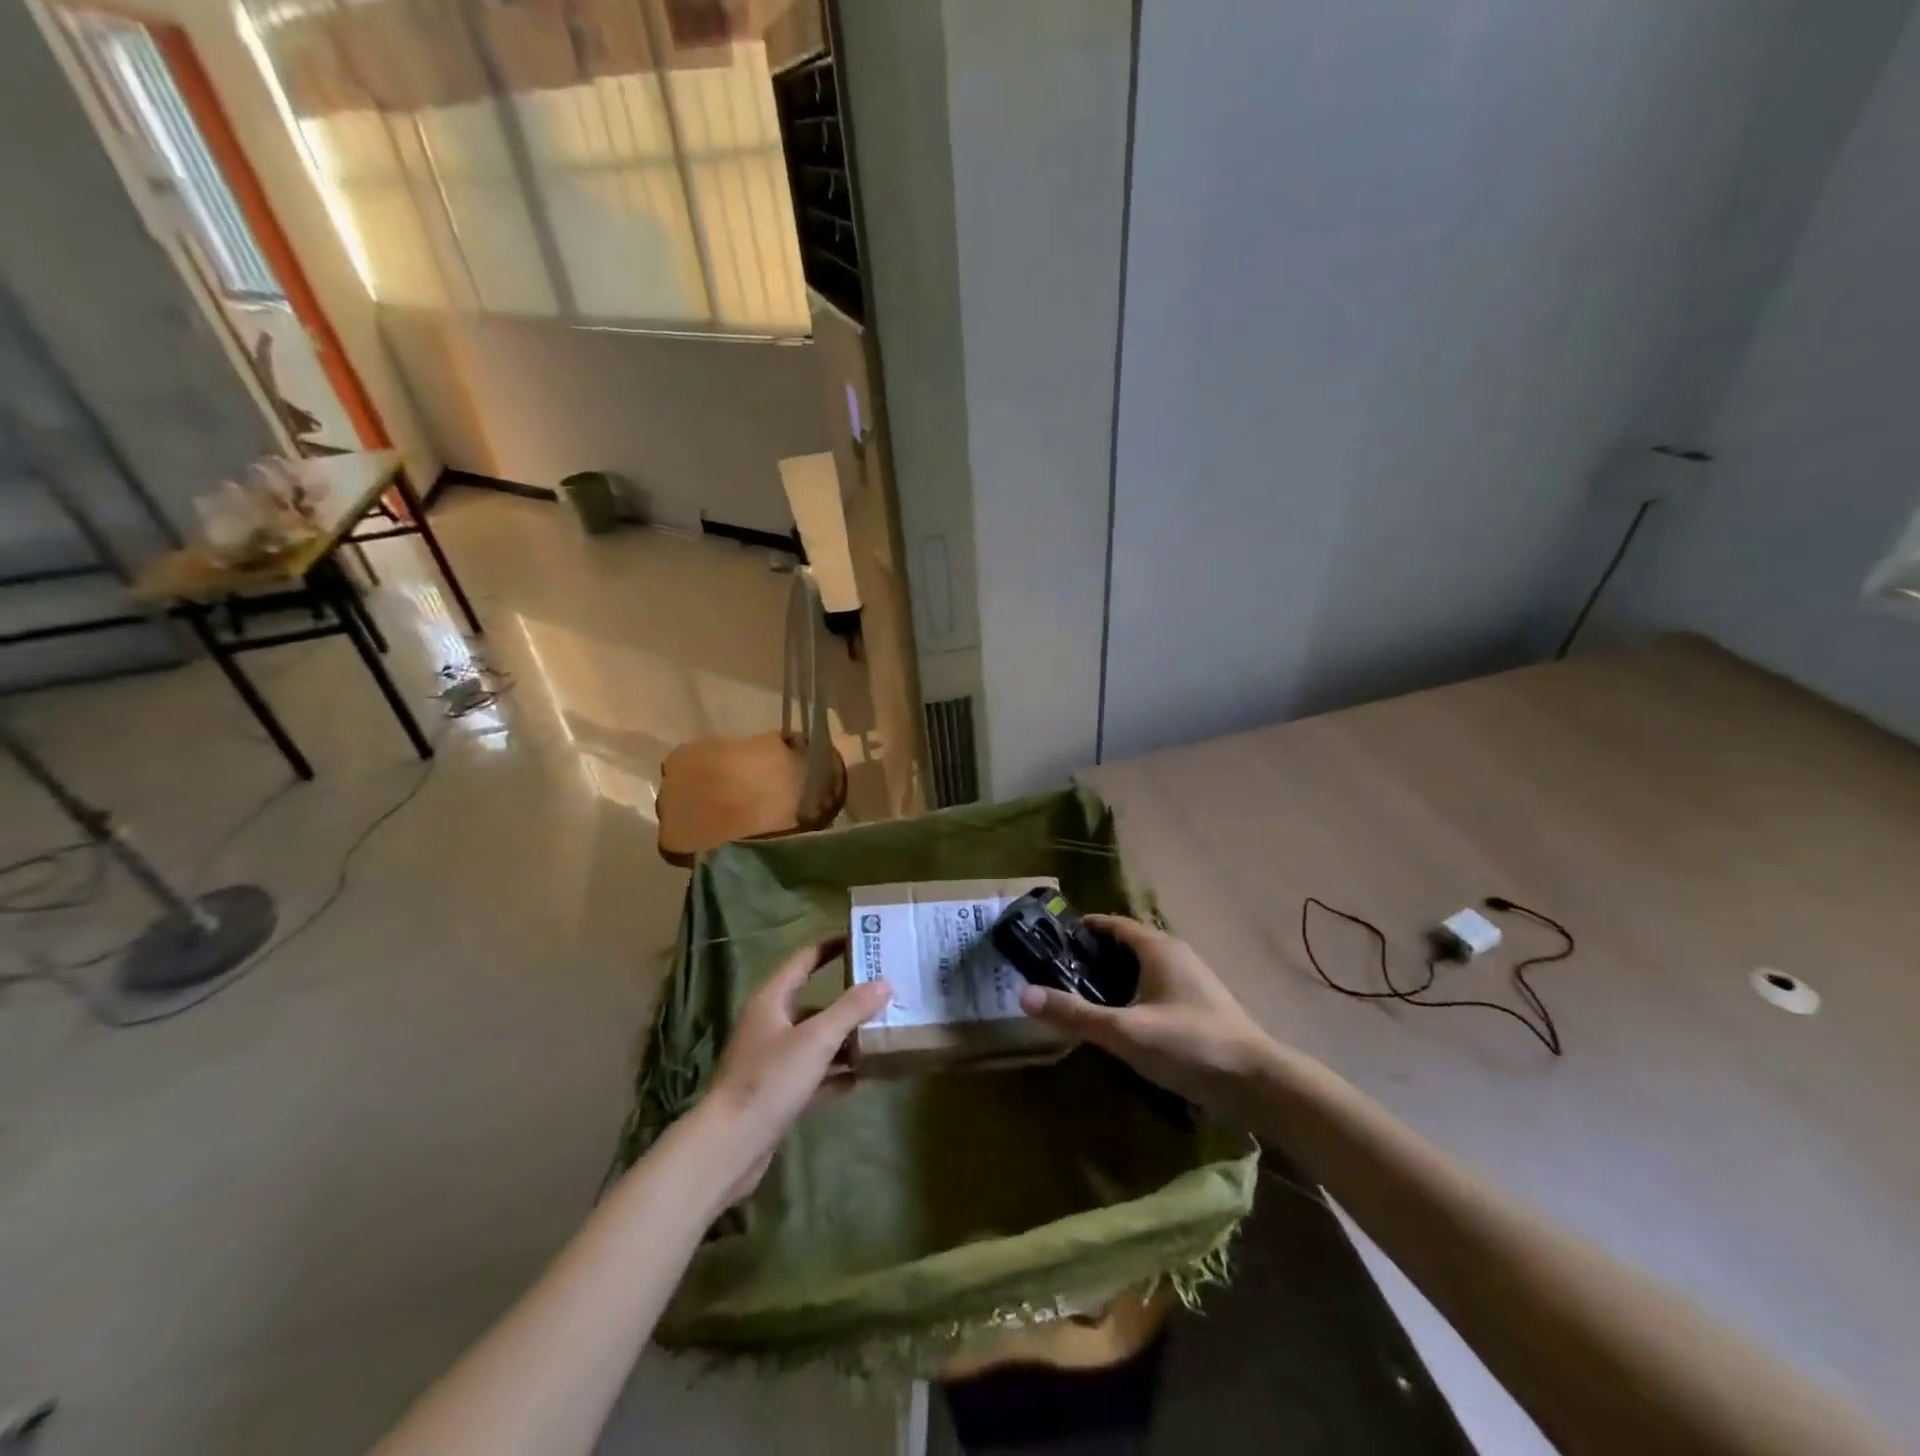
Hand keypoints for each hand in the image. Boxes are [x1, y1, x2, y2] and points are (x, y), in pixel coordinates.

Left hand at [702, 940, 890, 1202]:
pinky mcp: (777, 1093)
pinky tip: (862, 1076)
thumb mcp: (816, 1039)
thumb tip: (884, 983)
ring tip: (881, 1033)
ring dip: (844, 1038)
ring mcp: (772, 1060)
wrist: (730, 1146)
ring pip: (815, 1040)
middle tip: (883, 991)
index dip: (831, 946)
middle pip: (813, 1001)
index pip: (804, 960)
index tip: (862, 939)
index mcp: (772, 1000)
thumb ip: (851, 1009)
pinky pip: (814, 1074)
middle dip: (847, 998)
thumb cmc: (770, 1079)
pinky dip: (836, 1072)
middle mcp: (770, 1024)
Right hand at [1018, 915, 1278, 1121]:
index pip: (1112, 923)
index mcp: (1157, 948)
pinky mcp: (1201, 1006)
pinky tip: (1123, 1021)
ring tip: (1084, 996)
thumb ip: (1075, 1014)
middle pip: (1127, 943)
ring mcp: (1192, 980)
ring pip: (1144, 967)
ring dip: (1115, 976)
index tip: (1051, 940)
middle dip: (1094, 954)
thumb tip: (1023, 993)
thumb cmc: (1190, 1046)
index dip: (1082, 928)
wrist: (1259, 1083)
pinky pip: (1157, 987)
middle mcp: (1175, 954)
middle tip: (1060, 972)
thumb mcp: (1125, 1032)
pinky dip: (1134, 993)